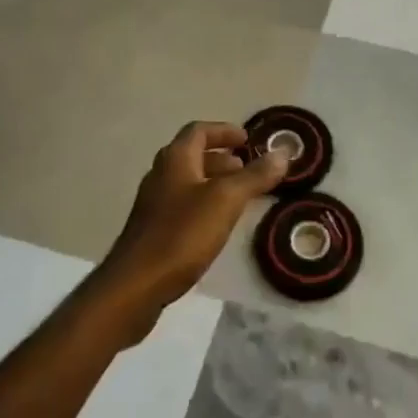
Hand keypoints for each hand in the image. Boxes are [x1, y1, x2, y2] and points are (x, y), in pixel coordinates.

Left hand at [97, 121, 288, 341]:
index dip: (224, 131)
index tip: (248, 140)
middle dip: (222, 158)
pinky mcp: (152, 230)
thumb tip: (282, 153)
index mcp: (176, 158)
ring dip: (214, 181)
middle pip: (193, 154)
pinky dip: (204, 203)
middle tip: (248, 168)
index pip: (200, 130)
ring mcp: (154, 203)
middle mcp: (161, 174)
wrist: (135, 286)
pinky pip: (183, 204)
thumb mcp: (226, 200)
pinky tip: (218, 224)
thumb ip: (255, 176)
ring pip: (188, 181)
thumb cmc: (182, 234)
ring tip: (240, 196)